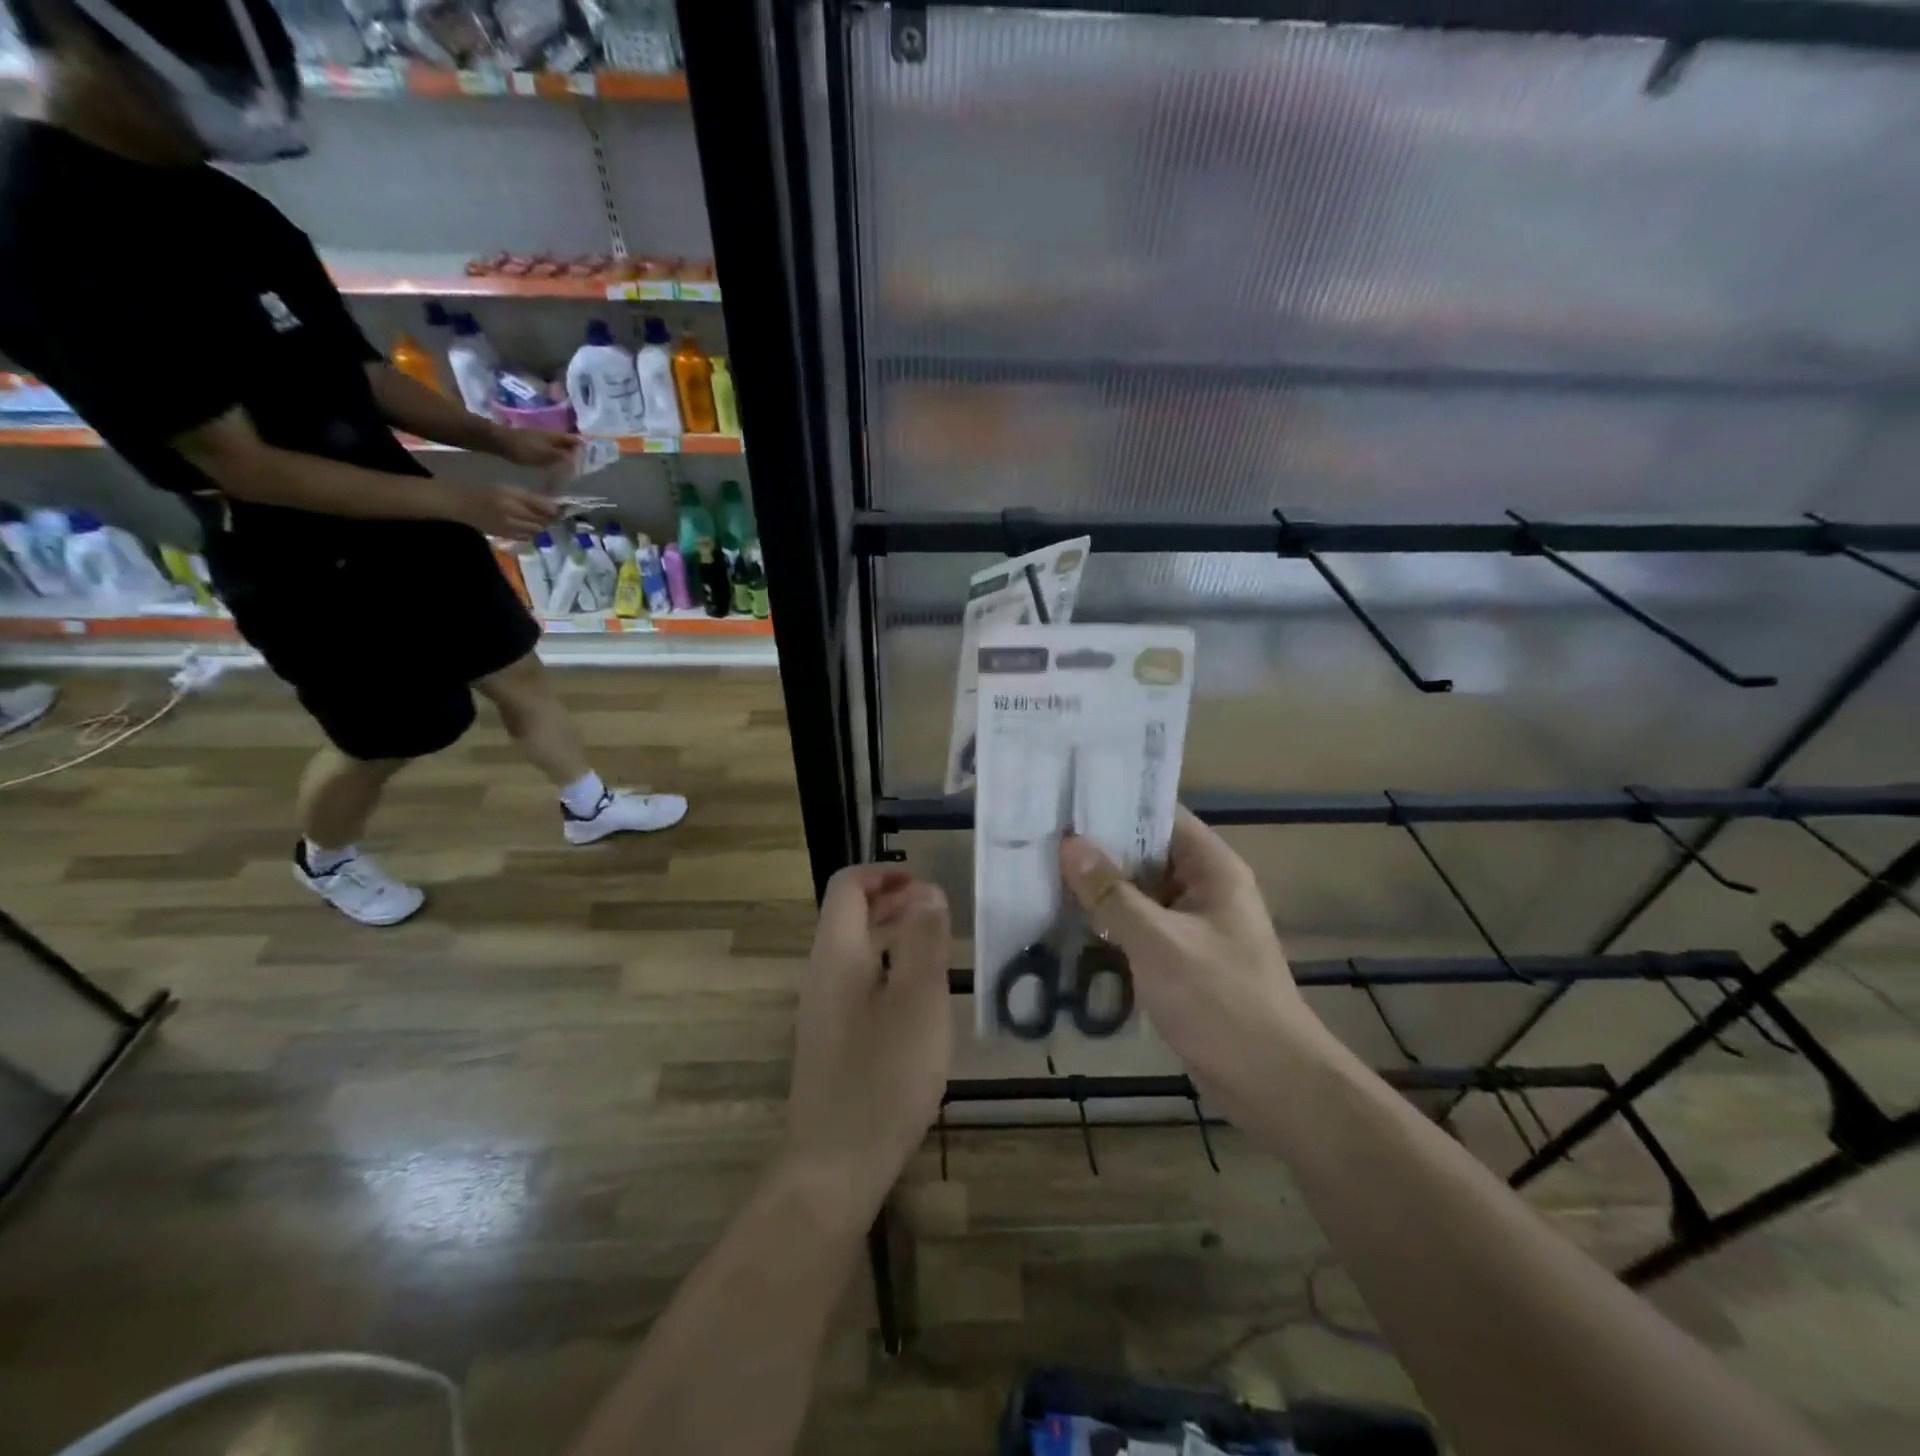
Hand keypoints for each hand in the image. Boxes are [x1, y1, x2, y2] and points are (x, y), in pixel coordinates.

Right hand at [448, 482, 559, 541]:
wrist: (457, 503)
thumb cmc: (482, 490)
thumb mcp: (506, 488)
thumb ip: (529, 497)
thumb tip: (553, 506)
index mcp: (512, 496)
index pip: (544, 506)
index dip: (556, 509)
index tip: (562, 508)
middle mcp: (512, 512)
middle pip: (543, 520)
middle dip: (551, 519)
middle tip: (554, 515)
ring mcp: (508, 526)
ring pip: (537, 530)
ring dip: (542, 526)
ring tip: (542, 521)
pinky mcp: (504, 535)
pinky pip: (526, 537)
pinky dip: (532, 533)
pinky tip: (528, 527)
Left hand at [490, 424, 578, 472]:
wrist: (498, 441)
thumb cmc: (524, 449)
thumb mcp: (547, 455)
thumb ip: (564, 457)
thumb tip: (579, 460)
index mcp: (558, 436)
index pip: (578, 442)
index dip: (585, 451)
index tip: (590, 463)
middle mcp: (552, 435)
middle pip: (569, 444)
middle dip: (576, 455)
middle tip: (581, 470)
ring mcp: (541, 438)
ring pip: (559, 447)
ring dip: (565, 457)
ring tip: (569, 470)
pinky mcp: (533, 443)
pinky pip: (549, 450)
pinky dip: (554, 457)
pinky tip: (554, 466)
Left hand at [783, 864, 951, 1218]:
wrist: (834, 1166)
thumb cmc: (883, 1077)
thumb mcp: (918, 1002)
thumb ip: (924, 941)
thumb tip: (928, 891)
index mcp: (837, 954)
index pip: (847, 887)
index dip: (884, 873)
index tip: (926, 883)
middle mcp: (823, 972)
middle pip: (849, 915)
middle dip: (892, 900)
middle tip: (938, 909)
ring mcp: (824, 1008)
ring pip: (855, 949)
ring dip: (892, 933)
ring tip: (936, 942)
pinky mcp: (833, 1038)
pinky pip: (858, 981)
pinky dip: (888, 966)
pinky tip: (919, 993)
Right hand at [1059, 808, 1323, 1119]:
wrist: (1271, 1085)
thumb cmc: (1220, 1001)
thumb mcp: (1159, 941)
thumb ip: (1112, 893)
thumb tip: (1069, 843)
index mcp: (1213, 869)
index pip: (1162, 817)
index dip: (1117, 805)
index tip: (1066, 800)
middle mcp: (1205, 889)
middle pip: (1146, 854)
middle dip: (1098, 850)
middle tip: (1041, 839)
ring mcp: (1194, 926)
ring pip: (1140, 894)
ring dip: (1101, 890)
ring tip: (1043, 875)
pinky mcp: (1182, 960)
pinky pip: (1141, 928)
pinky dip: (1111, 925)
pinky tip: (1068, 924)